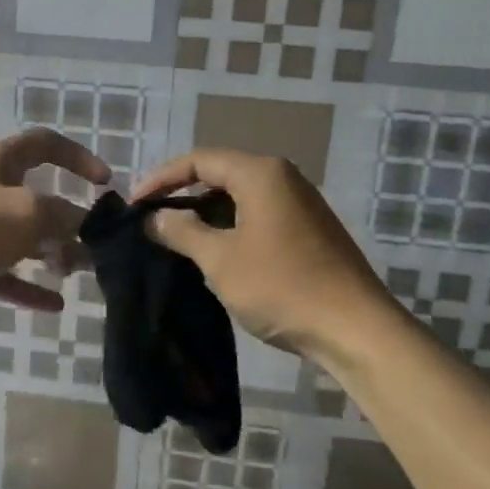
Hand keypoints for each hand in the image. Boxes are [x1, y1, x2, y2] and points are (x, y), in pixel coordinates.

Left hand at [0, 128, 109, 314]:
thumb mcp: (27, 214)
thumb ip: (66, 217)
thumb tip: (89, 224)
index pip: (46, 144)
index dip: (79, 157)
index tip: (105, 183)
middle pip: (37, 196)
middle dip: (68, 219)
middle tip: (95, 244)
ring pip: (20, 237)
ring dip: (51, 253)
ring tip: (80, 273)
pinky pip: (1, 272)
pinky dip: (26, 285)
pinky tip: (54, 306)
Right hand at [134, 148, 389, 359]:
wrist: (355, 328)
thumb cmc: (282, 286)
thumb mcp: (220, 259)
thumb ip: (181, 231)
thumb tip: (152, 218)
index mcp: (261, 173)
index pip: (199, 160)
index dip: (161, 179)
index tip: (134, 204)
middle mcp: (283, 178)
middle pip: (220, 174)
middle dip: (182, 195)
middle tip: (152, 221)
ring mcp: (299, 204)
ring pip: (239, 197)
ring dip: (205, 215)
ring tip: (176, 239)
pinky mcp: (308, 230)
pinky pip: (258, 216)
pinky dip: (230, 227)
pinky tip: (214, 254)